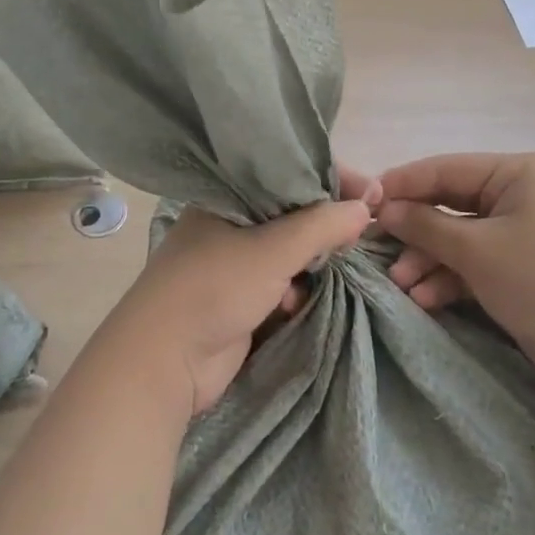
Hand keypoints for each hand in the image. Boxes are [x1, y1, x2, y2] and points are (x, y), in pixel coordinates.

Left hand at [95, 185, 375, 417]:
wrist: (163, 361)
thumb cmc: (213, 287)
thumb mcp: (272, 249)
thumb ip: (321, 226)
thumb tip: (365, 207)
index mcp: (229, 195)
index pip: (288, 173)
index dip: (330, 179)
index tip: (371, 192)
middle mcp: (230, 221)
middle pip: (292, 213)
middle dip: (325, 225)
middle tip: (362, 230)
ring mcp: (233, 261)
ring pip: (288, 251)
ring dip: (310, 262)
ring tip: (328, 269)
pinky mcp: (238, 297)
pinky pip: (279, 283)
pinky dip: (292, 291)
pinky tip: (293, 305)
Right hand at [375, 153, 534, 406]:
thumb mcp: (476, 249)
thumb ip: (424, 225)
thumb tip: (383, 209)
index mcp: (516, 174)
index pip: (445, 169)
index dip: (402, 184)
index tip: (364, 200)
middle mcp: (519, 196)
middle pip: (449, 205)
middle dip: (415, 232)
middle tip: (377, 248)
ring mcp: (520, 234)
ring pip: (458, 238)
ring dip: (427, 260)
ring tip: (399, 284)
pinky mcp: (520, 270)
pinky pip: (474, 264)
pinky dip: (449, 278)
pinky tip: (424, 298)